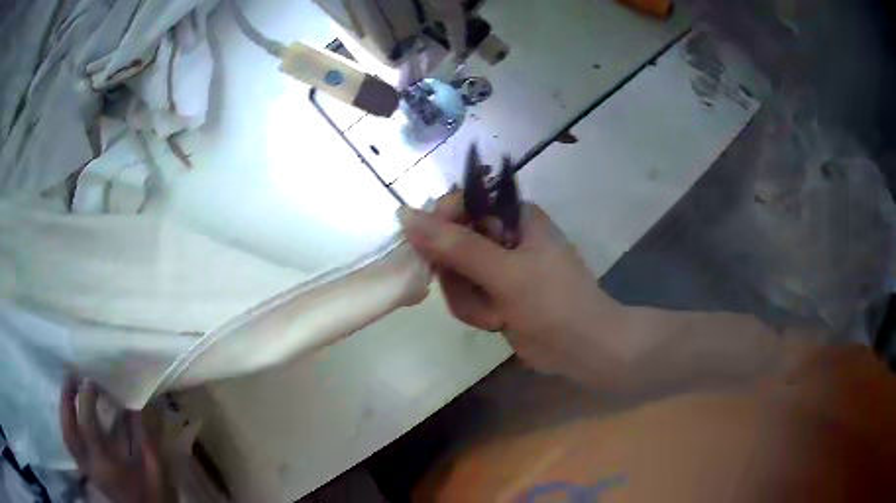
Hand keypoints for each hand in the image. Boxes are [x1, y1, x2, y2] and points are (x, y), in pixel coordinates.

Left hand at [60, 378, 173, 502]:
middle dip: (66, 401)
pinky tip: (73, 415)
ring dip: (64, 411)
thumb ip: (145, 433)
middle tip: (71, 377)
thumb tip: (140, 399)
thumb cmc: (154, 494)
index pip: (87, 427)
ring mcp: (88, 470)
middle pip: (69, 431)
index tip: (90, 380)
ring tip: (69, 390)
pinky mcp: (88, 472)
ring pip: (67, 437)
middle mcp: (91, 467)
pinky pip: (71, 444)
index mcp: (106, 466)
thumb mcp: (154, 465)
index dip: (86, 400)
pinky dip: (68, 425)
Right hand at [398, 193, 628, 386]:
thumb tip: (406, 215)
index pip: (460, 203)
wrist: (583, 349)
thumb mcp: (505, 272)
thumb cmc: (553, 303)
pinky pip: (463, 295)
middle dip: (459, 276)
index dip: (439, 225)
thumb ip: (456, 245)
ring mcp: (497, 266)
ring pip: (453, 274)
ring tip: (497, 313)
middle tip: (479, 293)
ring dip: (470, 300)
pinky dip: (476, 312)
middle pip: (450, 243)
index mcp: (513, 215)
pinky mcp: (494, 292)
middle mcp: (503, 235)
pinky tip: (498, 322)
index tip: (429, 253)